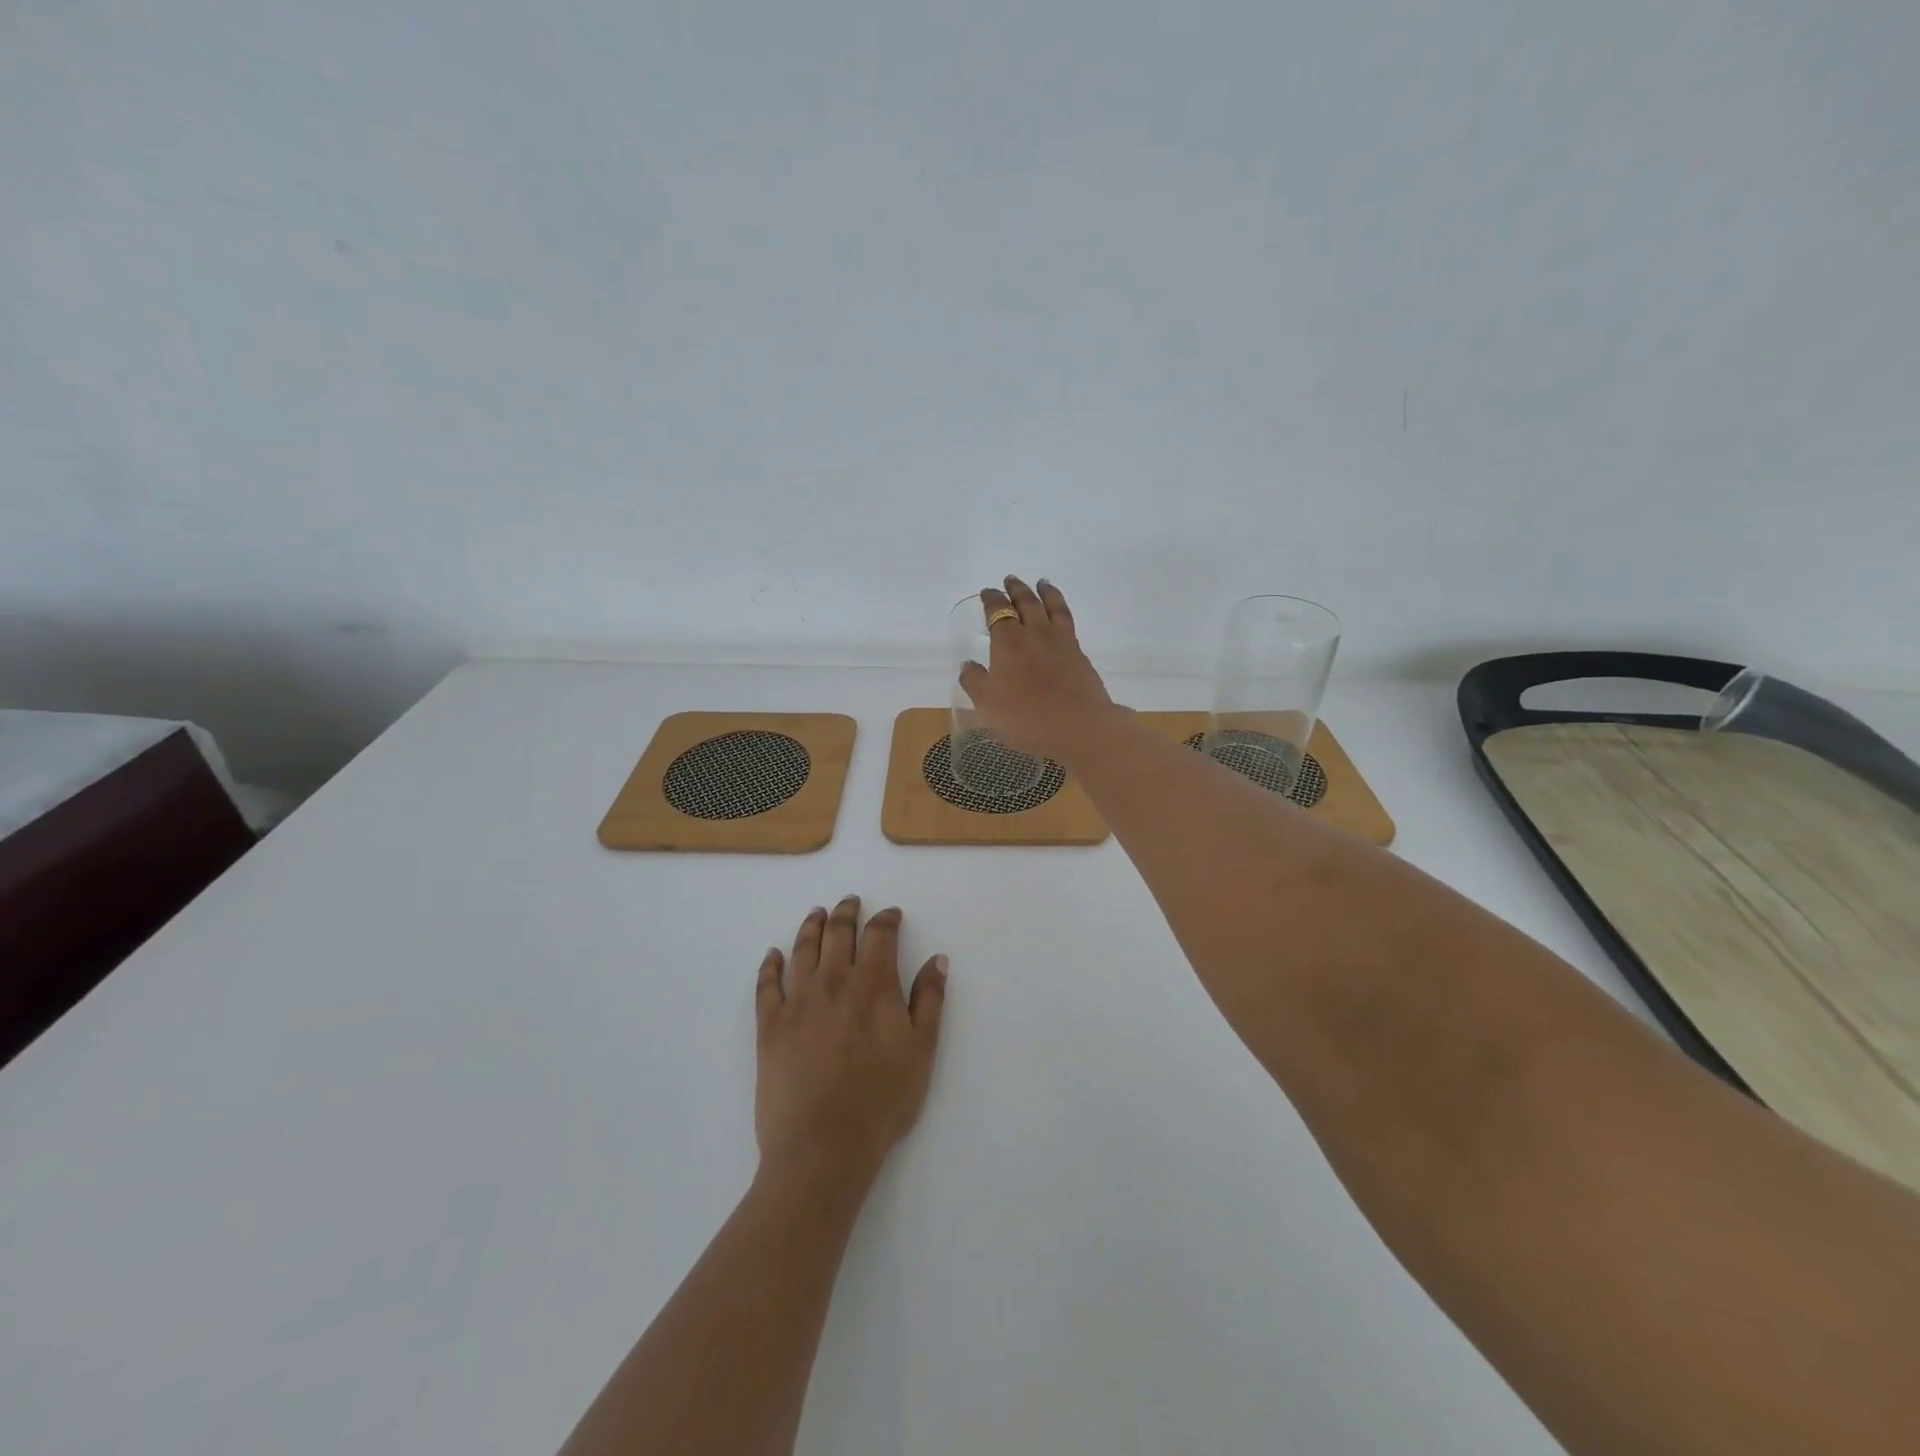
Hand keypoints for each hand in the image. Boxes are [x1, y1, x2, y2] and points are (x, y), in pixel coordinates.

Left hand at [754, 898, 947, 1182]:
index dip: (887, 920)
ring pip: (803, 949)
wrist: (822, 1147)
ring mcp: (797, 1001)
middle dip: (847, 912)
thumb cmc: (882, 1101)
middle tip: (850, 902)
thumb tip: (937, 958)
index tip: (892, 915)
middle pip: (838, 932)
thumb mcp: (922, 1051)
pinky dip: (770, 965)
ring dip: (811, 926)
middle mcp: (833, 981)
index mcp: (873, 985)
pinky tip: (773, 955)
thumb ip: (930, 1000)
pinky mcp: (769, 1026)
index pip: (880, 935)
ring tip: (817, 914)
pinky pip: (767, 984)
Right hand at [957, 576, 1119, 762]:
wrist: (1079, 727)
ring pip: (1052, 607)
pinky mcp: (1079, 654)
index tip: (987, 592)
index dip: (991, 600)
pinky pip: (1068, 622)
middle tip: (1011, 579)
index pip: (998, 612)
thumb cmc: (1026, 717)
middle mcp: (1035, 634)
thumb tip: (969, 664)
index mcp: (1008, 642)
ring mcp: (1061, 642)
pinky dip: (1061, 610)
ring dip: (1045, 592)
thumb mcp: (988, 704)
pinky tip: (1060, 616)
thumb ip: (975, 681)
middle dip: (1016, 590)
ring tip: (1042, 583)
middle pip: (1026, 603)